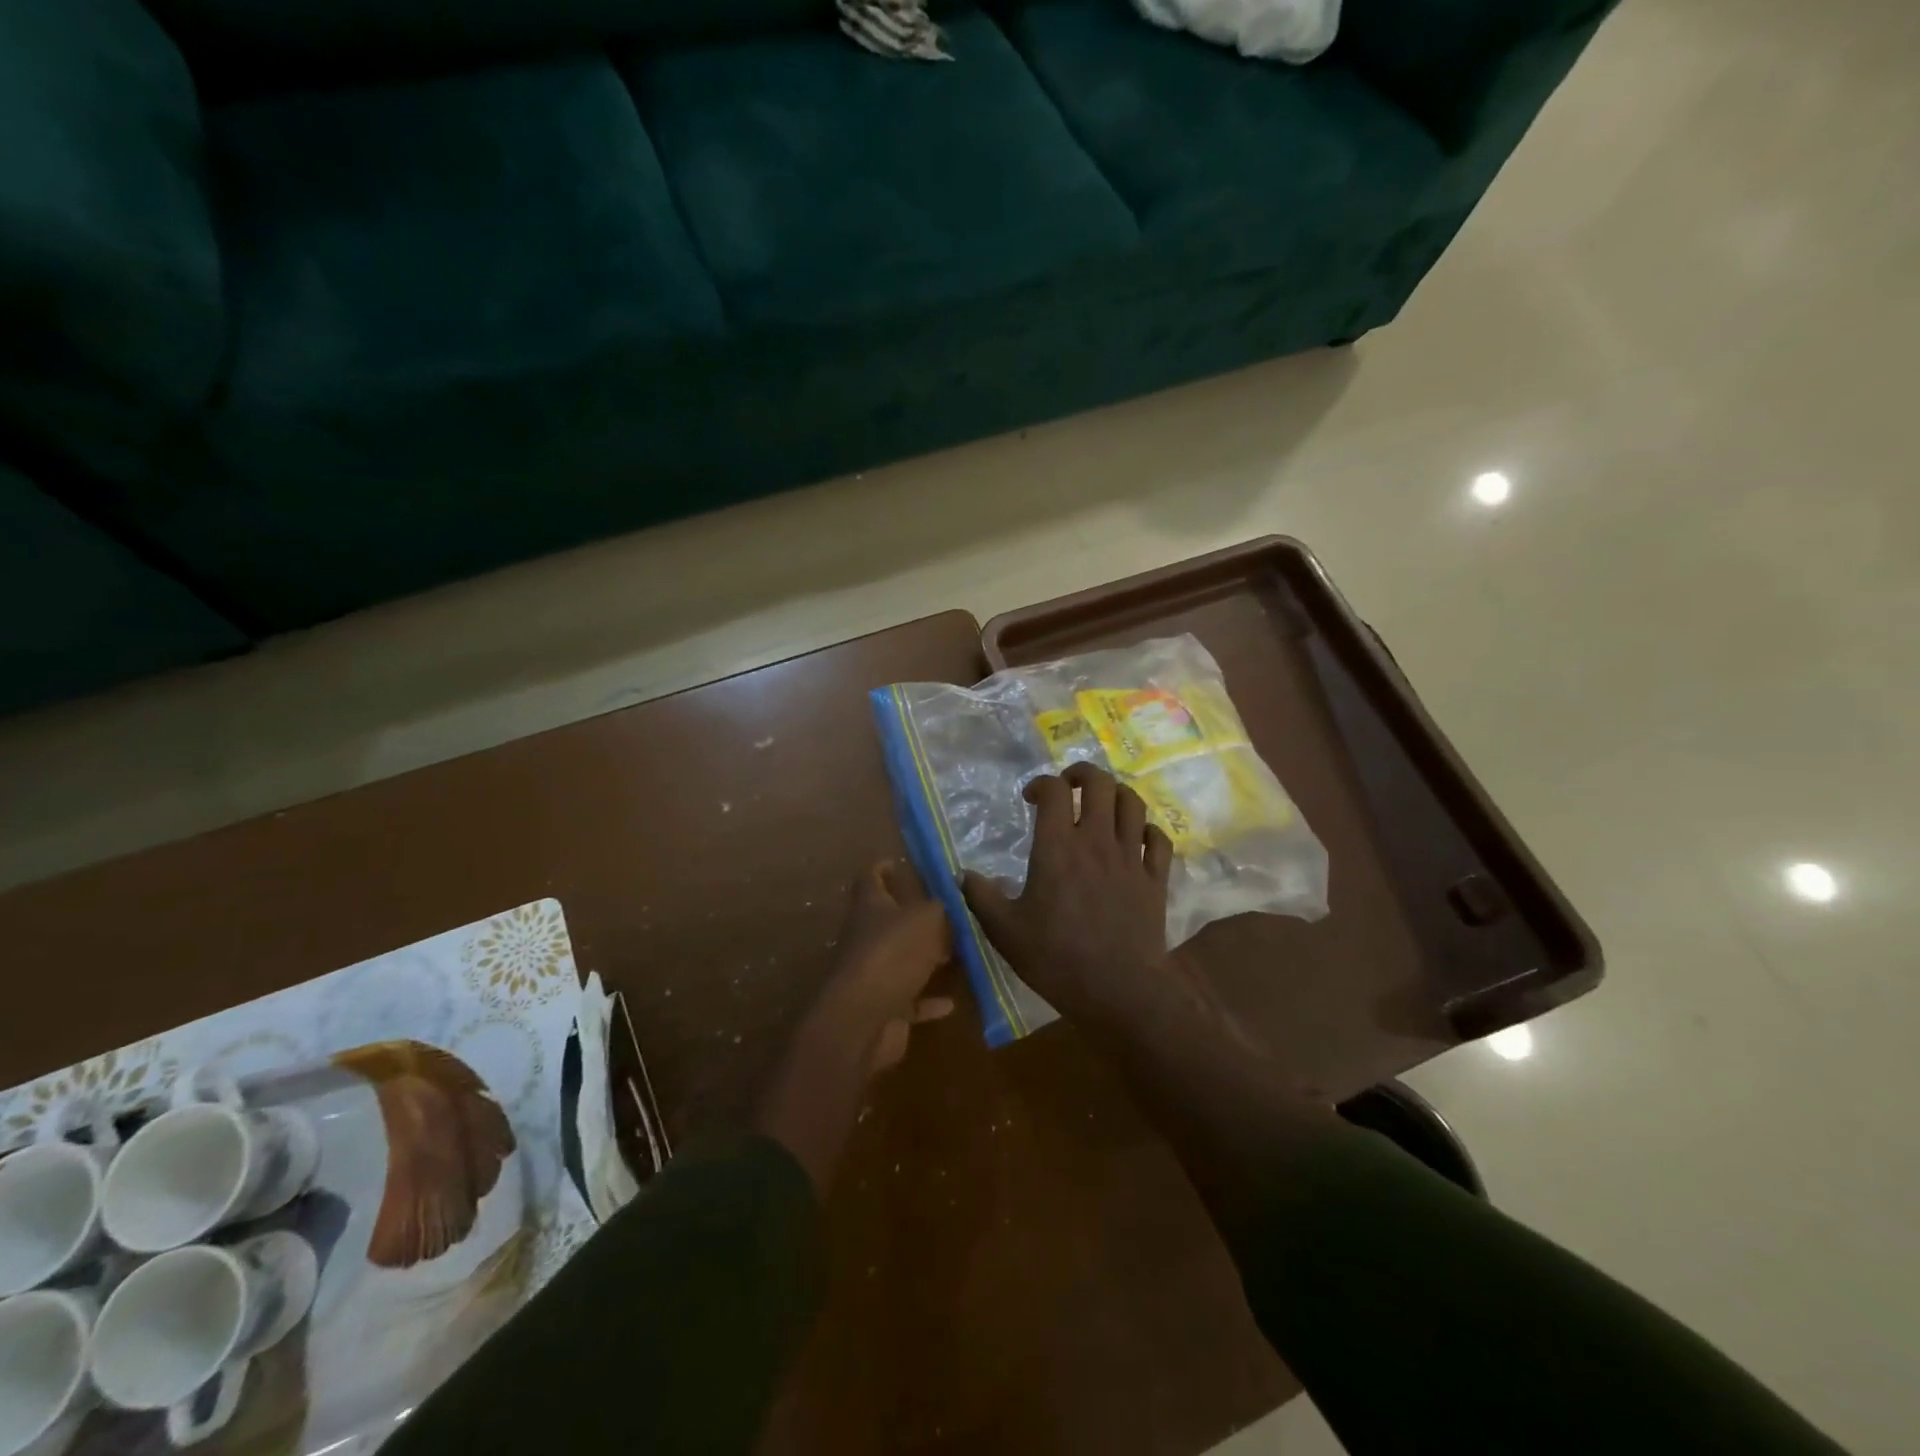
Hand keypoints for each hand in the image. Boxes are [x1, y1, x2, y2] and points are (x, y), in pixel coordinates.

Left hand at [756, 864, 953, 1194]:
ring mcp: (872, 974)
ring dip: (925, 958)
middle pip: (888, 920)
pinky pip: (910, 999)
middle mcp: (867, 937)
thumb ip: (944, 907)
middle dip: (914, 915)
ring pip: (901, 959)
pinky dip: (929, 1000)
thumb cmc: (892, 953)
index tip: (898, 863)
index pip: (871, 878)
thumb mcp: (928, 919)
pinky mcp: (883, 1007)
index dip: (882, 868)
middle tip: (948, 912)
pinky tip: (952, 1002)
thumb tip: (956, 897)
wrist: (862, 1019)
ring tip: (957, 952)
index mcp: (870, 906)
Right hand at [962, 763, 1176, 1027]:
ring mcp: (1131, 857)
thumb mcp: (1005, 931)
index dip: (1041, 783)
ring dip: (1115, 794)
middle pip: (1100, 783)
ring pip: (1132, 802)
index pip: (1054, 790)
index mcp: (1057, 847)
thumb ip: (981, 897)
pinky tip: (1135, 838)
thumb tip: (962, 874)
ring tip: (1102, 804)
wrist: (1119, 990)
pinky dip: (1146, 829)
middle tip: (1069, 786)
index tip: (1030, 798)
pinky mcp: (1156, 878)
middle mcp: (1096, 840)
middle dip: (1082, 774)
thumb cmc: (1056, 958)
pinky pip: (1158, 838)